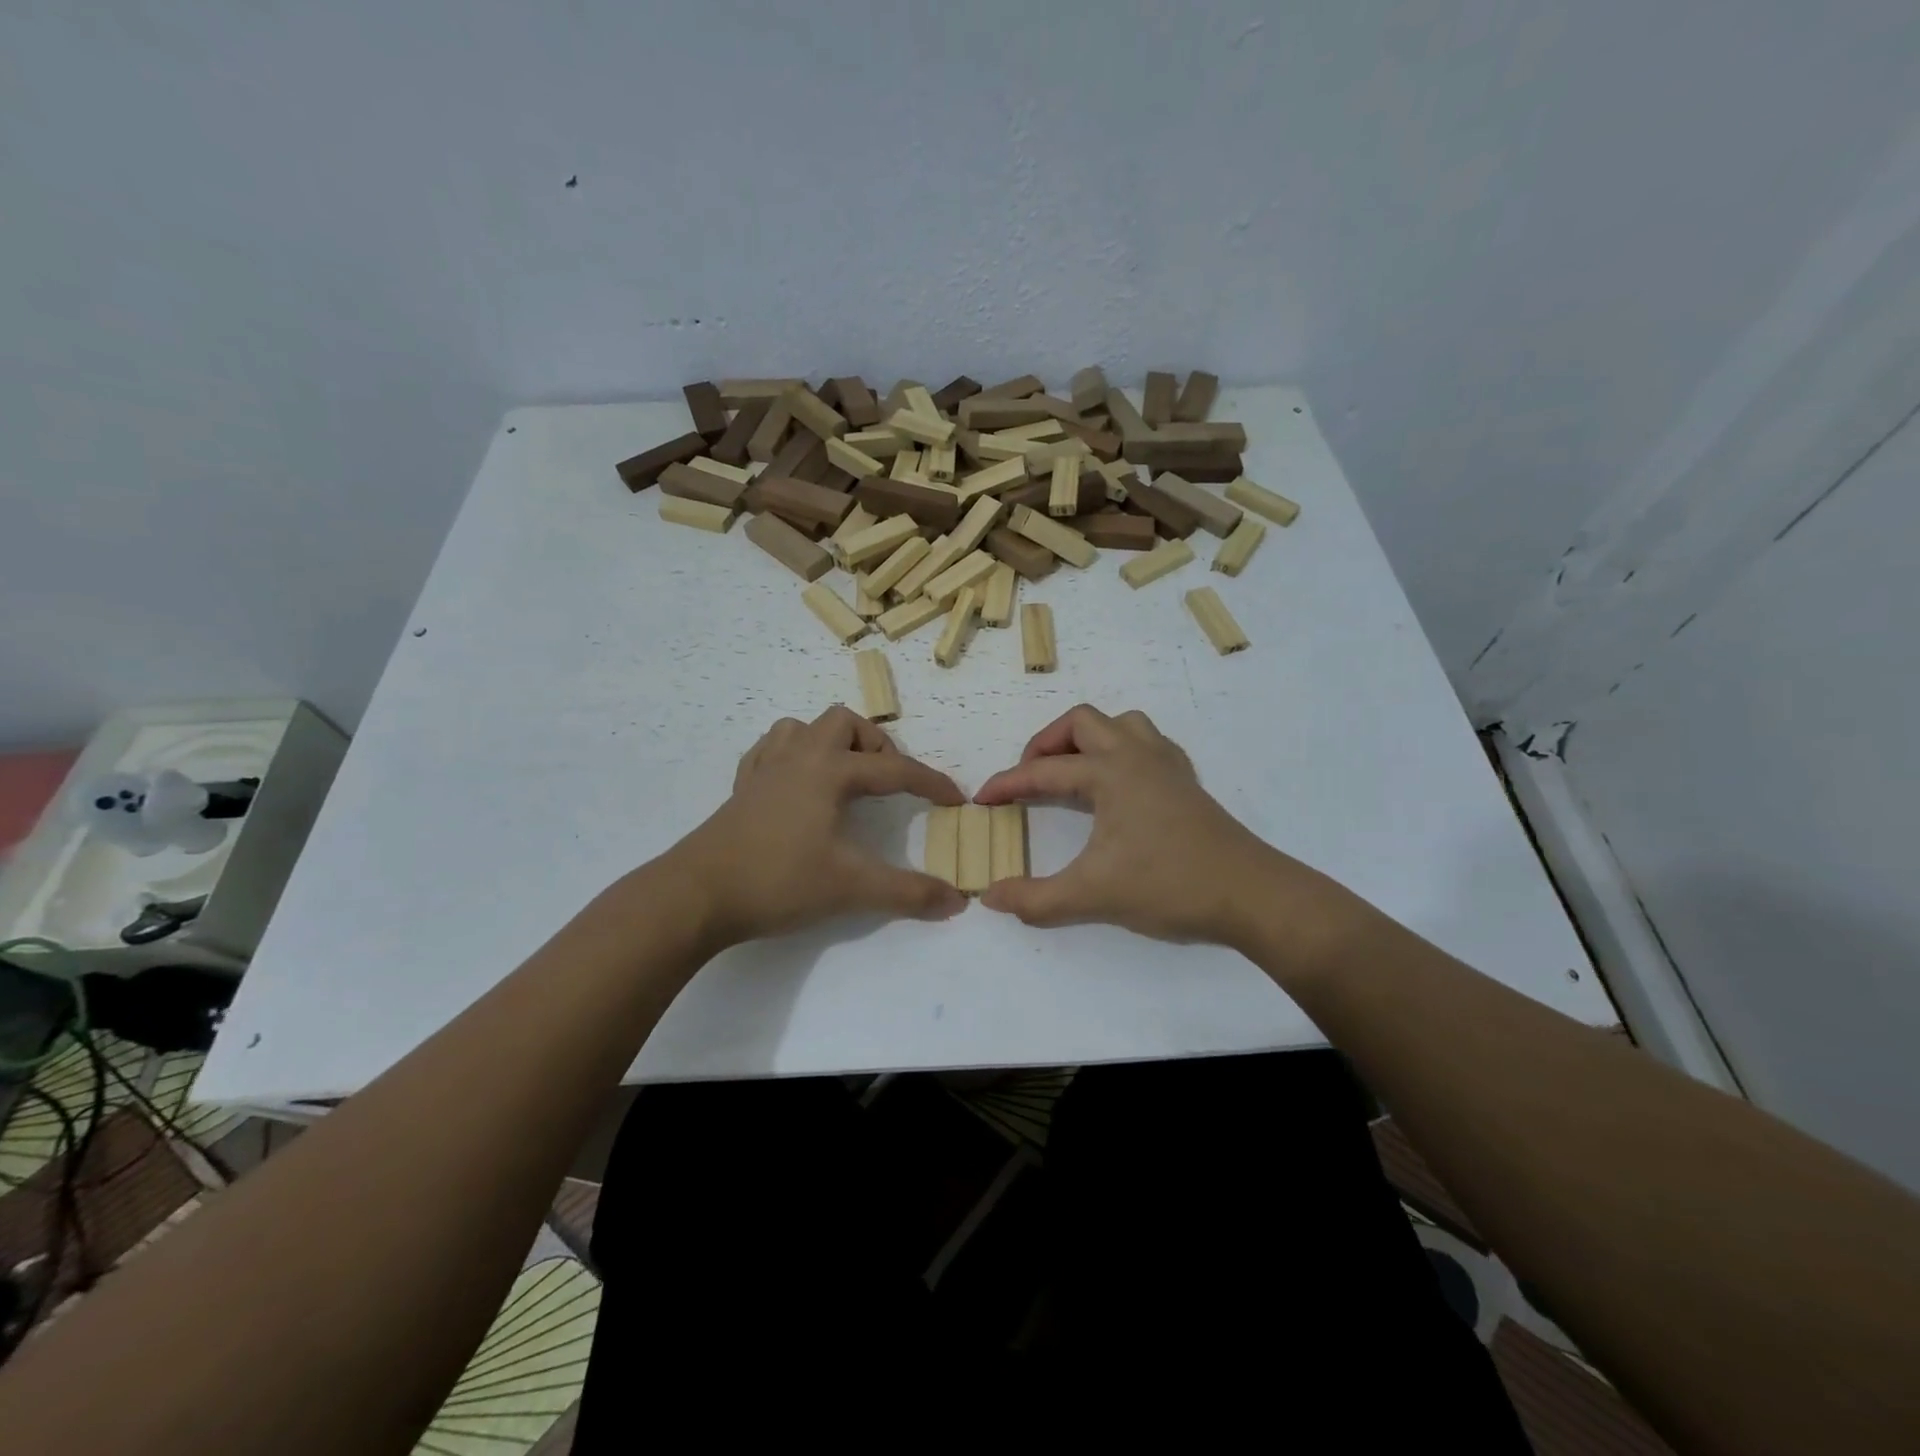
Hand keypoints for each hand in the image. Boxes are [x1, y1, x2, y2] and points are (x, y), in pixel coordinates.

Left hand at [671, 707, 966, 946]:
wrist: (697, 894)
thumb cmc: (778, 881)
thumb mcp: (851, 888)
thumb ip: (908, 893)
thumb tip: (958, 901)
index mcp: (829, 771)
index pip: (894, 770)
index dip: (930, 783)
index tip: (956, 799)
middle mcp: (799, 757)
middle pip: (844, 724)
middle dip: (875, 747)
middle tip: (887, 784)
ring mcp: (765, 769)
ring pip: (802, 728)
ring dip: (832, 743)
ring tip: (845, 778)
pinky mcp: (742, 788)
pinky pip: (771, 750)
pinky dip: (793, 755)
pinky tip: (798, 784)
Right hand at [973, 705, 1354, 952]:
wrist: (1250, 895)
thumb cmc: (1168, 885)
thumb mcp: (1092, 896)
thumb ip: (1036, 898)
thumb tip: (990, 897)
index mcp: (1110, 773)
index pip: (1044, 771)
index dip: (1007, 784)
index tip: (982, 800)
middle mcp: (1137, 755)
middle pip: (1082, 722)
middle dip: (1046, 744)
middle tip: (1029, 778)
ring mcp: (1167, 765)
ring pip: (1121, 725)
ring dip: (1089, 740)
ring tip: (1072, 773)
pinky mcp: (1186, 782)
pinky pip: (1147, 744)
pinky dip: (1122, 751)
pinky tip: (1118, 785)